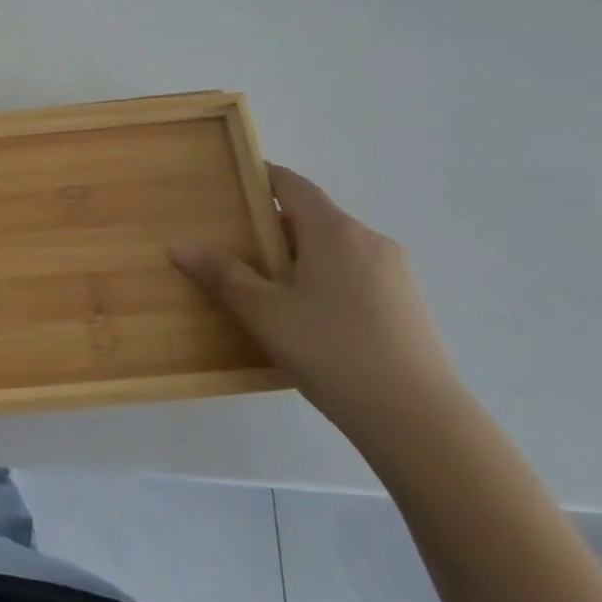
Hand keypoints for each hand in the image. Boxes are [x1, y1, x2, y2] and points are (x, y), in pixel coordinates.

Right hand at [172, 165, 463, 442]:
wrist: (420, 422)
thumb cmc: (333, 351)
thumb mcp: (265, 313)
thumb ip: (223, 275)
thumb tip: (181, 247)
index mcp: (334, 231)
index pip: (294, 185)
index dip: (263, 179)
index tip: (233, 185)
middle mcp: (369, 240)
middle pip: (314, 217)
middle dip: (275, 228)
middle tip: (237, 247)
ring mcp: (395, 273)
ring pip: (336, 249)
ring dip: (302, 257)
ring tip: (268, 288)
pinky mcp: (408, 305)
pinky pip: (356, 274)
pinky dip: (327, 279)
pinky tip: (310, 317)